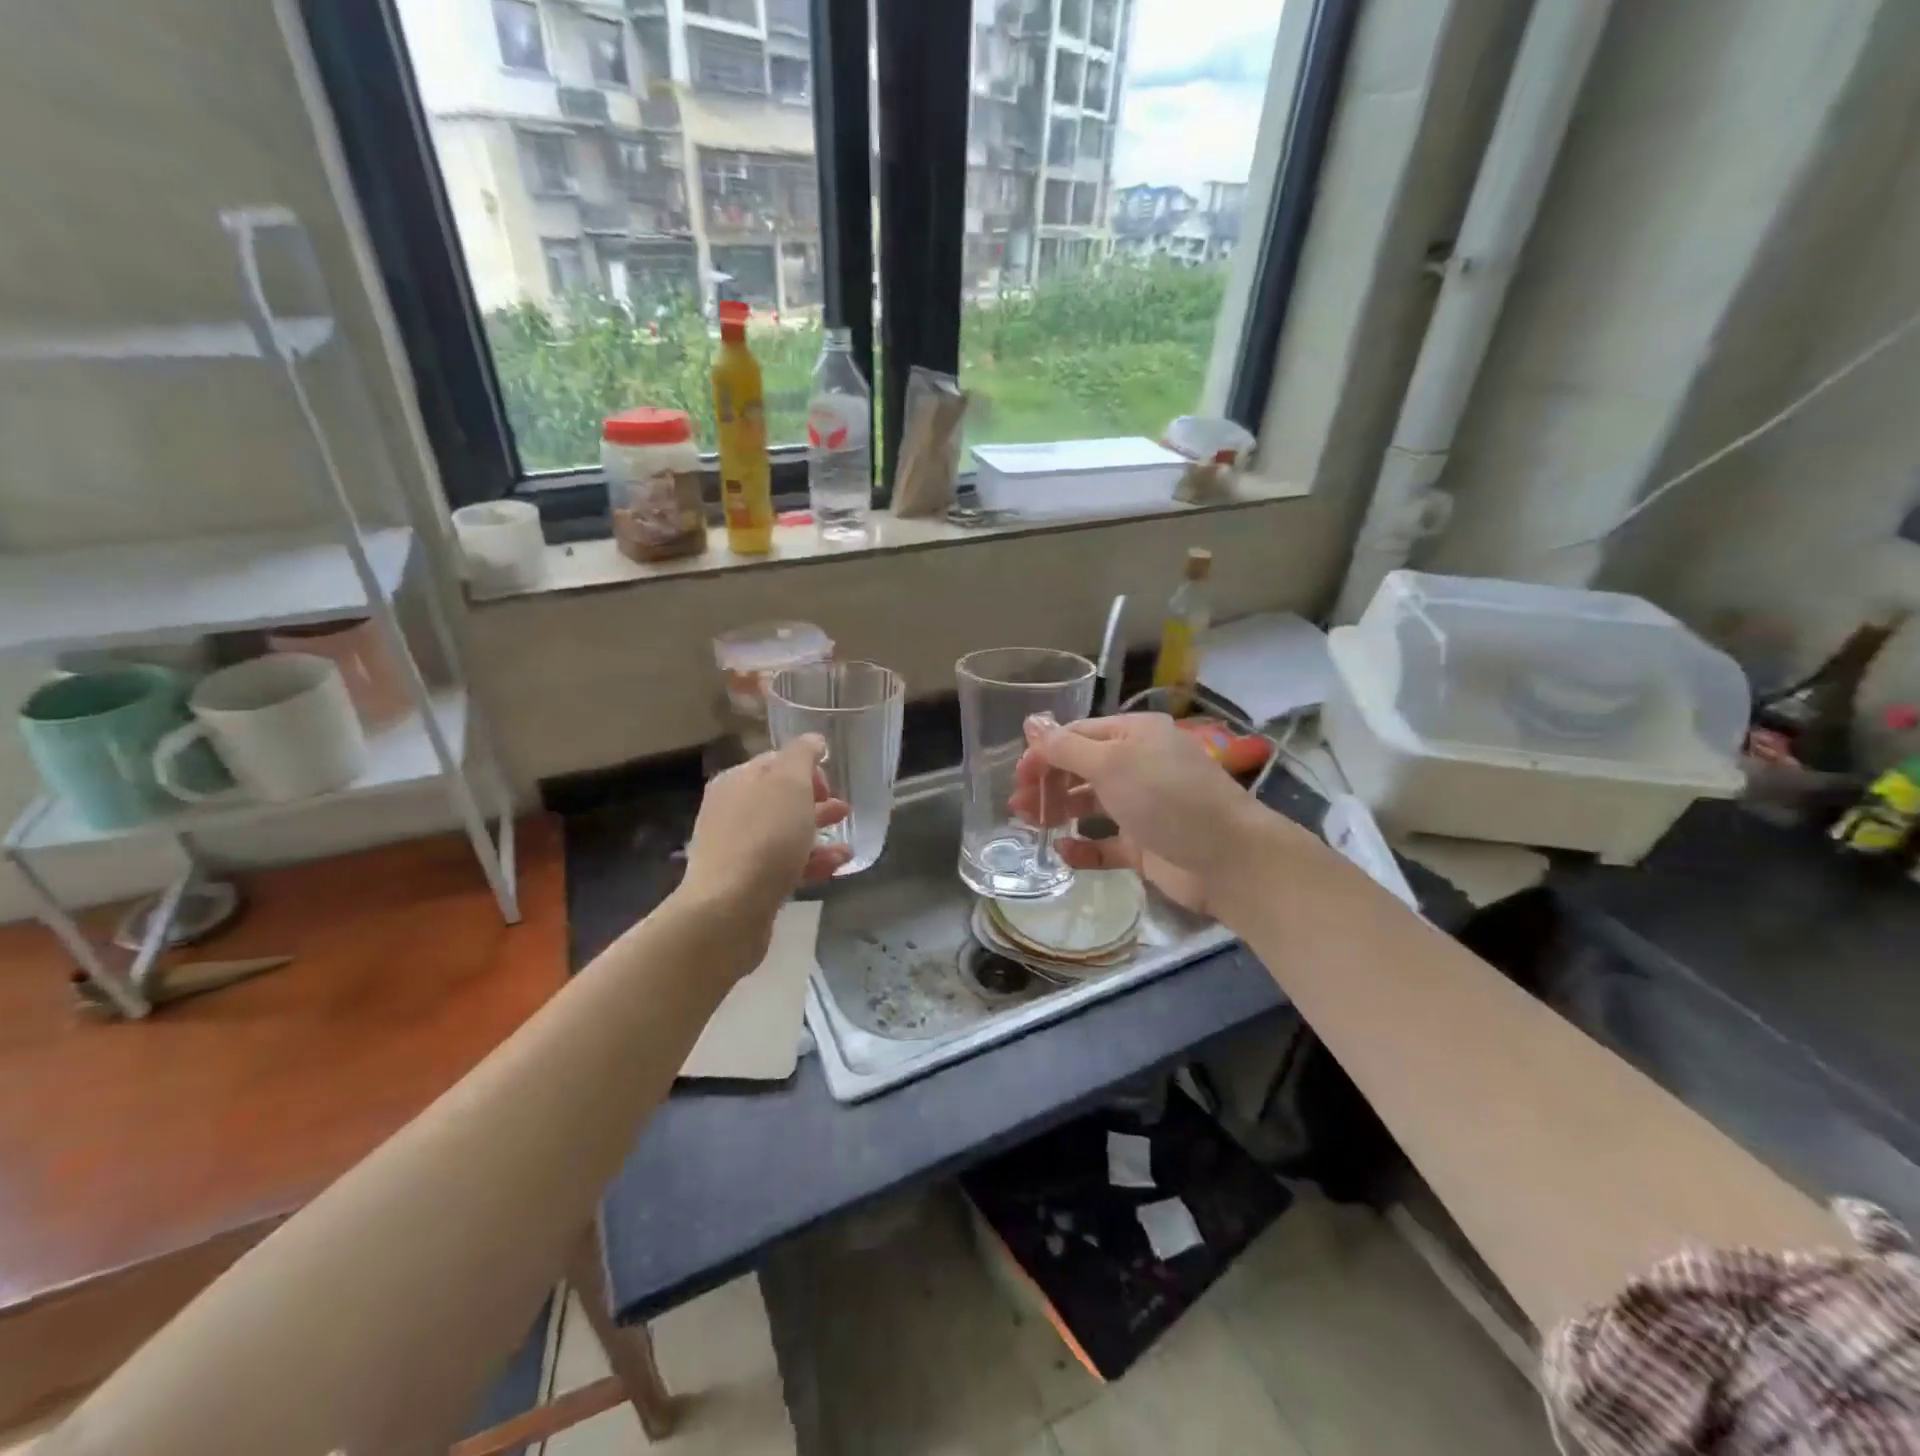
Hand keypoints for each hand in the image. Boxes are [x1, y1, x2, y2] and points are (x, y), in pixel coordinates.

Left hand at [679, 736, 849, 962]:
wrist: (729, 909)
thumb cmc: (764, 837)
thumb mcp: (789, 783)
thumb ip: (803, 755)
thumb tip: (813, 740)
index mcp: (737, 780)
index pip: (775, 762)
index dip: (807, 768)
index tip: (831, 784)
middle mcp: (732, 811)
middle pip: (780, 799)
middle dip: (815, 802)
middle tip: (844, 810)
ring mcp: (737, 848)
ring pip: (785, 833)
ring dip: (818, 834)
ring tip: (847, 844)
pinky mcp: (746, 883)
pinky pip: (784, 864)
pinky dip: (810, 862)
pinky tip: (836, 866)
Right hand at [1009, 713, 1273, 915]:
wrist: (1229, 859)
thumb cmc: (1168, 798)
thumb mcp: (1112, 764)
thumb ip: (1066, 747)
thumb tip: (1031, 722)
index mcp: (1135, 735)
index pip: (1079, 736)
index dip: (1045, 752)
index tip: (1018, 775)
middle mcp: (1139, 765)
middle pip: (1081, 769)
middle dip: (1048, 783)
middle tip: (1018, 805)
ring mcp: (1143, 806)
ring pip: (1091, 804)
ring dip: (1059, 811)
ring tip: (1029, 825)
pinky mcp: (1146, 845)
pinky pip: (1106, 844)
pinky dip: (1084, 848)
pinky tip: (1063, 852)